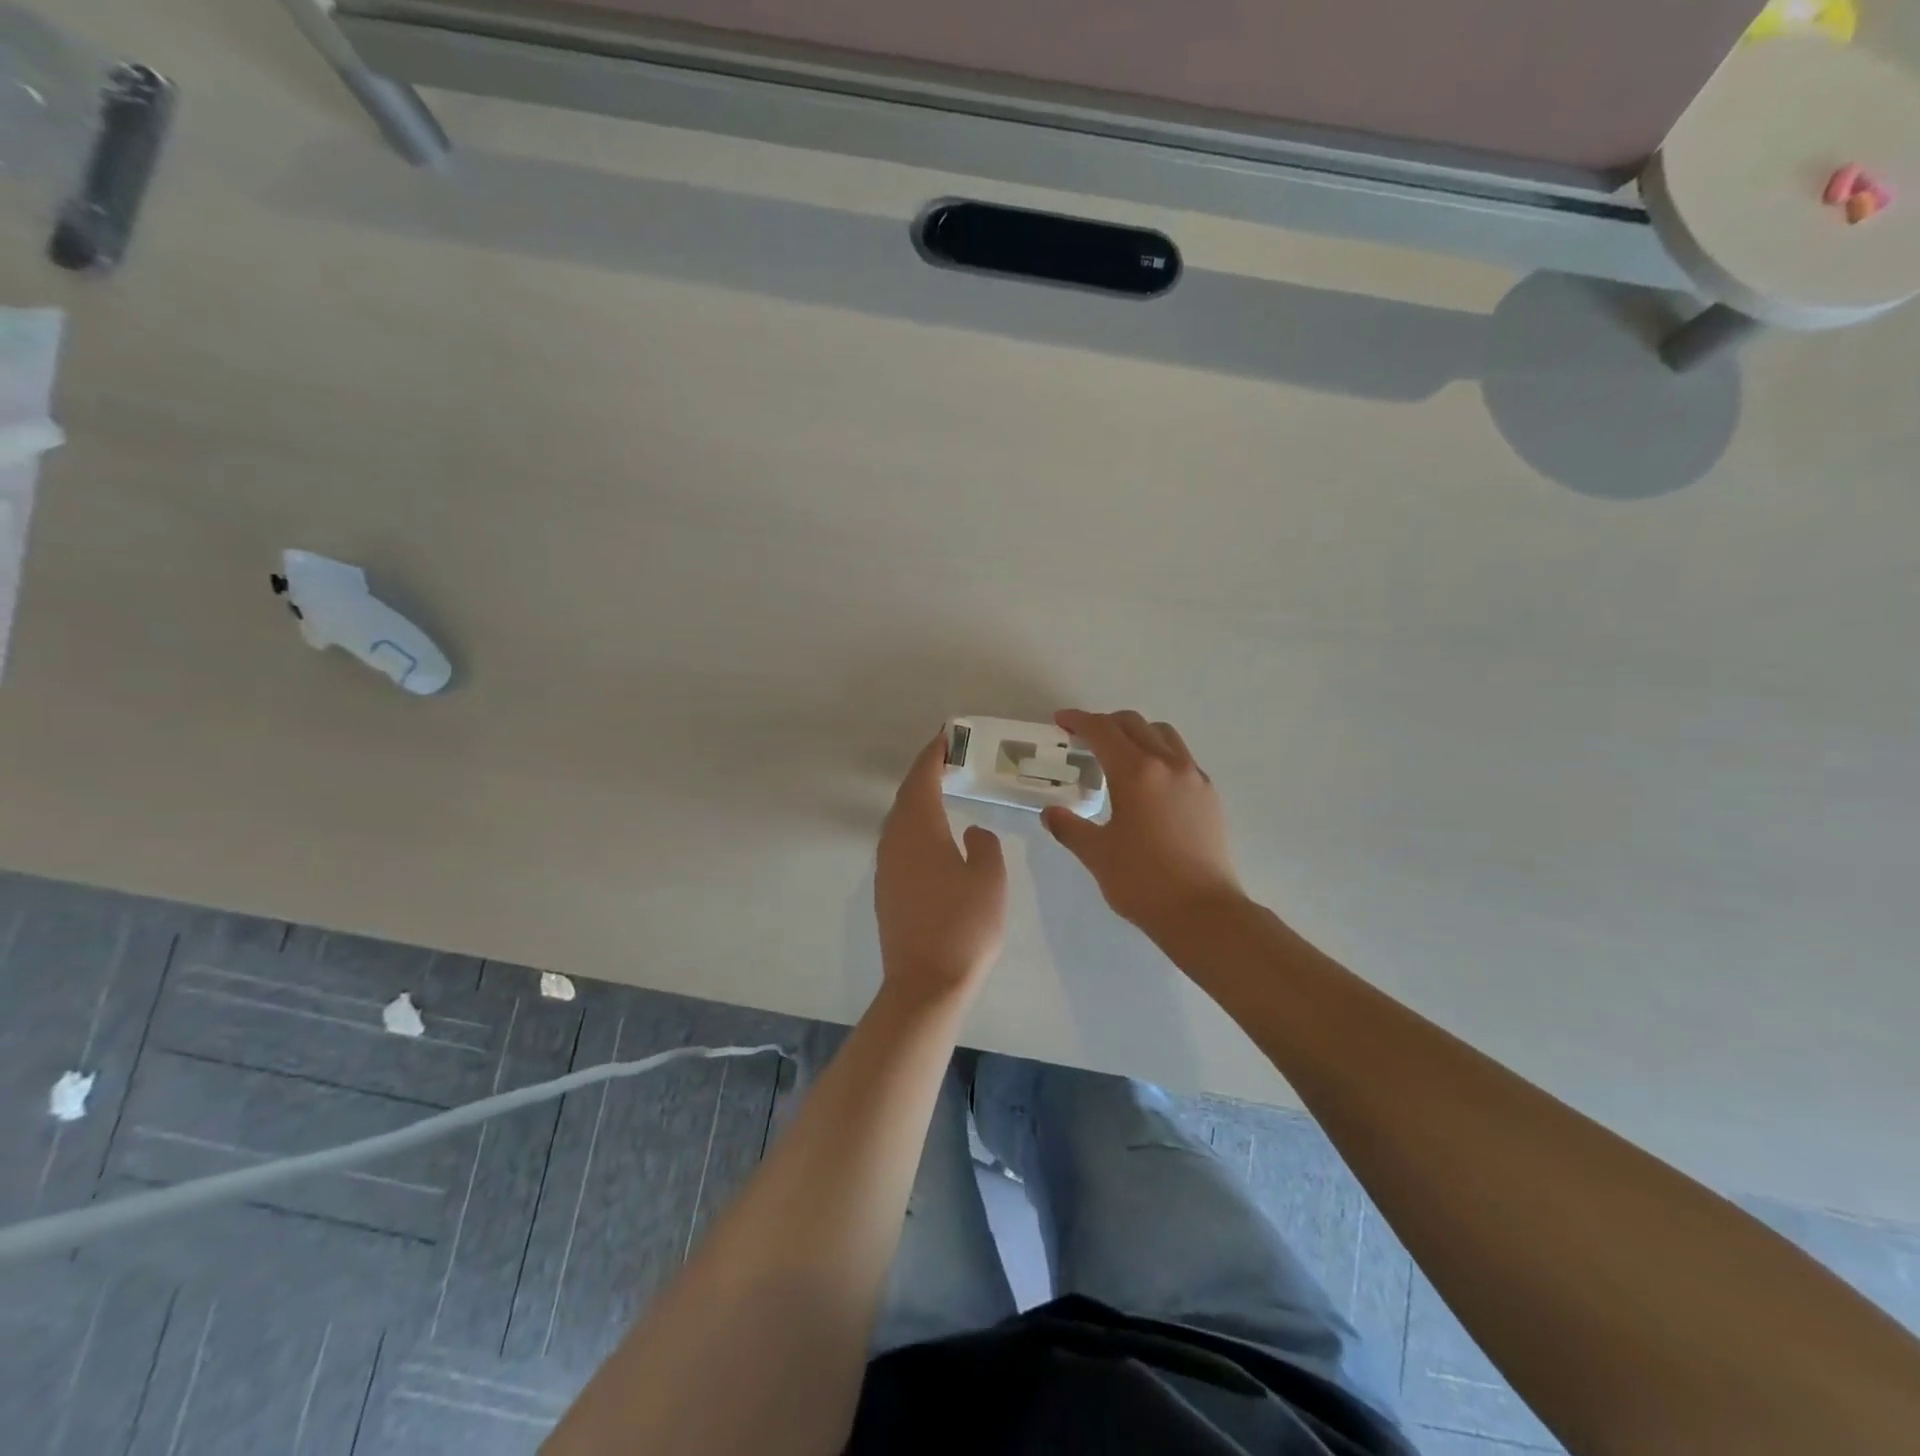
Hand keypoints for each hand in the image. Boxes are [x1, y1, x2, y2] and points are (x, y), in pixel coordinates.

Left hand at [875, 733, 1008, 1002]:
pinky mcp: (886, 890)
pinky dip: (914, 825)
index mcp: (919, 830)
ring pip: (899, 820)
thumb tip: (971, 832)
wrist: (927, 982)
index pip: (922, 779)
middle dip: (923, 774)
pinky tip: (931, 836)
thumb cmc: (965, 925)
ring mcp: (886, 867)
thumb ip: (984, 846)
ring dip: (917, 800)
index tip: (945, 737)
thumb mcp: (989, 879)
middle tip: (946, 759)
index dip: (932, 755)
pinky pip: (898, 842)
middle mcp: (895, 841)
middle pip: (906, 796)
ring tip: (941, 791)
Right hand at [1041, 709, 1243, 934]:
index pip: (1102, 730)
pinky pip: (1181, 758)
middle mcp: (1168, 764)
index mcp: (1136, 772)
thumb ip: (1069, 827)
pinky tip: (1149, 783)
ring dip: (1137, 733)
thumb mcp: (1096, 854)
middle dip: (1106, 724)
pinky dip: (1159, 755)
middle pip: (1134, 724)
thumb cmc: (1142, 881)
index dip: (1078, 720)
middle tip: (1084, 738)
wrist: (1203, 912)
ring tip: (1119, 755)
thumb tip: (1050, 813)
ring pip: (1163, 735)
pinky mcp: (1210, 796)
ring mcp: (1194, 778)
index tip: (1061, 721)